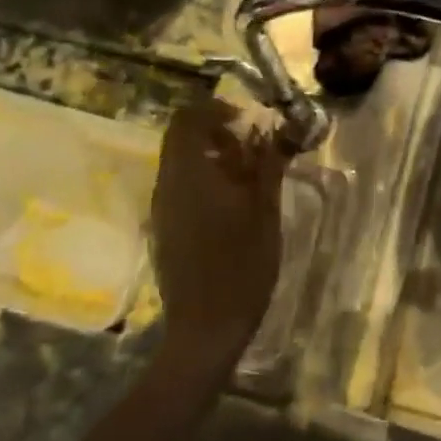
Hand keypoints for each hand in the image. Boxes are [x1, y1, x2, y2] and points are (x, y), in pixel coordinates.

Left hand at [150, 97, 286, 359]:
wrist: (205, 330)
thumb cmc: (241, 267)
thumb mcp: (265, 212)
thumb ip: (268, 165)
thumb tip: (278, 131)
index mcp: (189, 174)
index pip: (186, 118)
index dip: (215, 110)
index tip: (248, 122)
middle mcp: (167, 184)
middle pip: (181, 138)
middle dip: (217, 132)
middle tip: (253, 148)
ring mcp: (162, 208)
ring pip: (180, 163)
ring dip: (212, 157)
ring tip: (249, 177)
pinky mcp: (164, 228)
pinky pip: (180, 187)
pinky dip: (204, 180)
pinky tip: (233, 205)